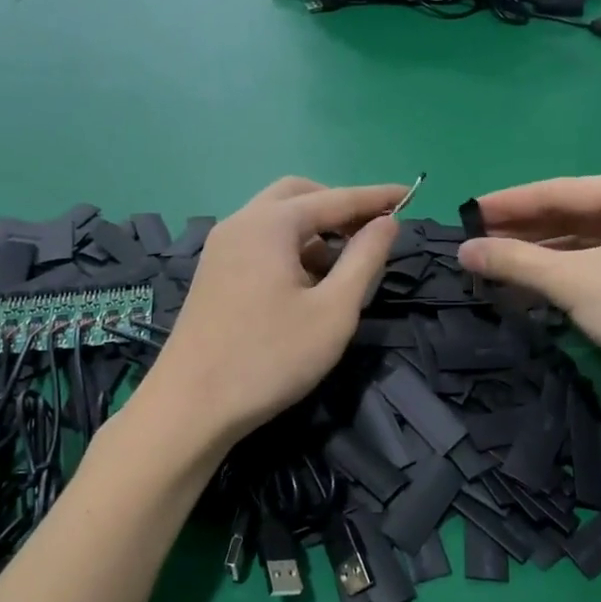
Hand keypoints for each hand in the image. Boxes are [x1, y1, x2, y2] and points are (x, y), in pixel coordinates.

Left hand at [145, 177, 404, 446]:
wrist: (191, 406)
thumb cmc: (270, 358)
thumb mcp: (333, 311)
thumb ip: (364, 259)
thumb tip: (387, 222)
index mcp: (270, 224)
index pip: (334, 198)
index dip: (376, 197)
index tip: (410, 195)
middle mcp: (240, 223)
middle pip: (297, 196)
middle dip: (338, 207)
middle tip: (371, 232)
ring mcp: (221, 248)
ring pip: (276, 220)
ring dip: (313, 230)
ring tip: (342, 267)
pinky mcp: (213, 274)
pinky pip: (259, 242)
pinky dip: (290, 248)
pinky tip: (305, 285)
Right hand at [457, 174, 600, 401]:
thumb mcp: (575, 283)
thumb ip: (516, 262)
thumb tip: (462, 251)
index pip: (562, 190)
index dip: (510, 203)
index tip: (468, 213)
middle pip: (577, 214)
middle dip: (526, 231)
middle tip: (478, 240)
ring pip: (592, 241)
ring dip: (546, 254)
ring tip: (499, 264)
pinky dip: (572, 272)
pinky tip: (539, 283)